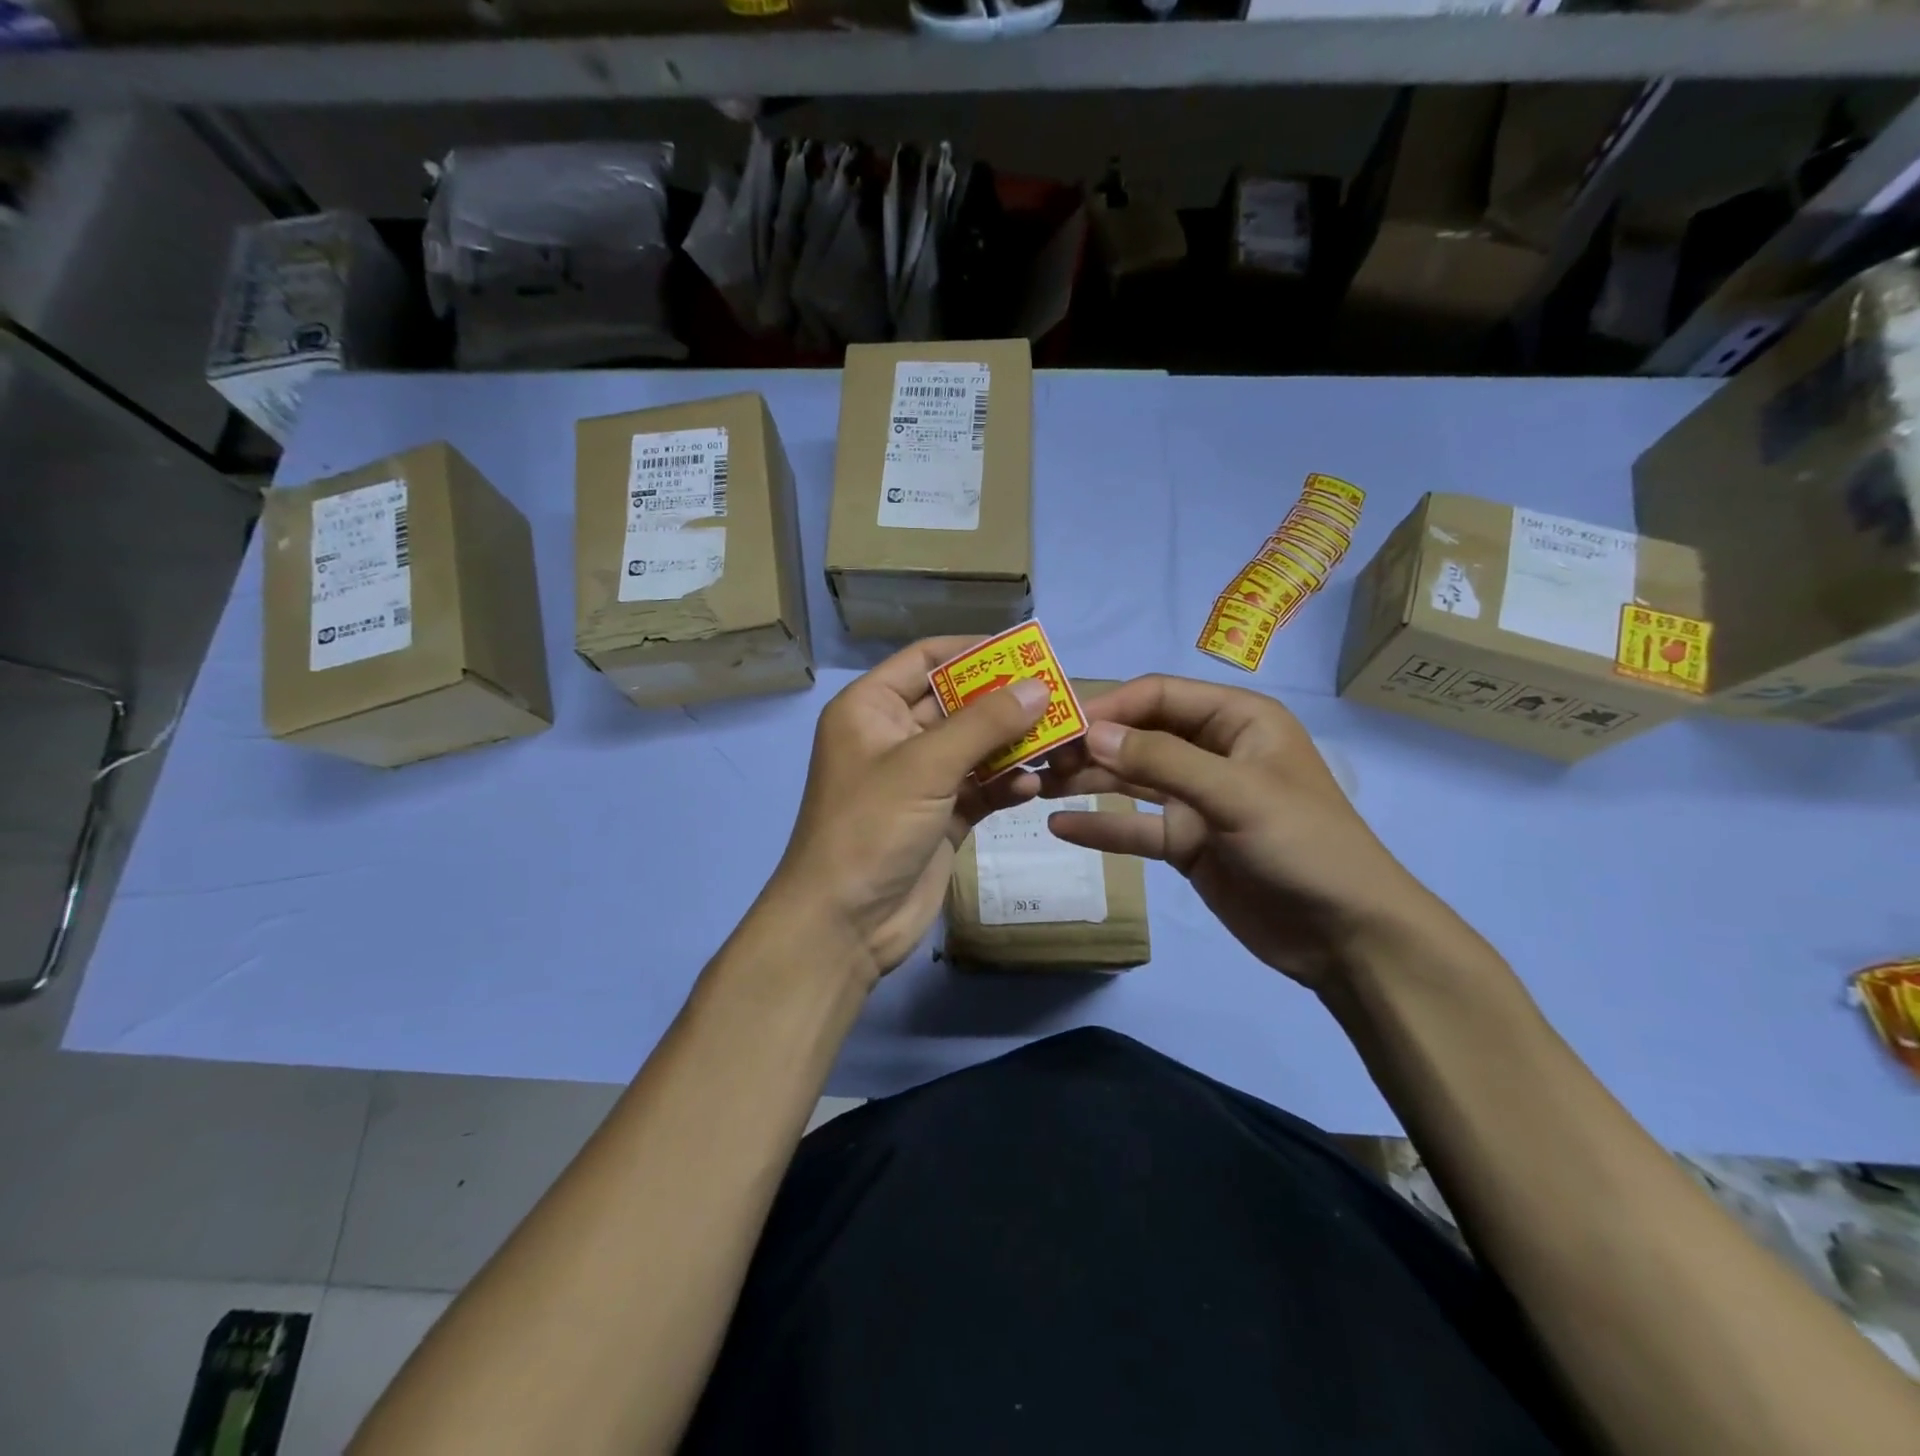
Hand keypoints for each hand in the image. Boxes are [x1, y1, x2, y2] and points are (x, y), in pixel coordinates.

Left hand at [768, 638, 1050, 981]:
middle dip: (1005, 701)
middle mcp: (893, 737)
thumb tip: (1039, 685)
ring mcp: (919, 780)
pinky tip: (1032, 788)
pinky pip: (980, 789)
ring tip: (1060, 740)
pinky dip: (1005, 786)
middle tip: (1059, 697)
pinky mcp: (940, 817)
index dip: (972, 650)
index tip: (1024, 650)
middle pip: (957, 704)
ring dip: (1013, 745)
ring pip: (974, 747)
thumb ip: (985, 723)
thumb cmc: (870, 828)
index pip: (924, 659)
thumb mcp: (926, 766)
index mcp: (871, 708)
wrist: (844, 924)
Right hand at [1040, 674, 1457, 991]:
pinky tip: (1060, 828)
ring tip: (1036, 786)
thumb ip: (1161, 761)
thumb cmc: (1303, 845)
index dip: (1109, 706)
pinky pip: (1136, 828)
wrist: (1347, 936)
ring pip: (1131, 781)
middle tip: (1038, 759)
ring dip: (1088, 782)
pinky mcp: (1187, 843)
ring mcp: (1197, 800)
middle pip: (1138, 736)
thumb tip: (1091, 733)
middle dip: (1091, 744)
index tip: (1059, 725)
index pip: (1159, 696)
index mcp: (1237, 721)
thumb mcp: (1236, 793)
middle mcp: (1213, 752)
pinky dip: (1101, 827)